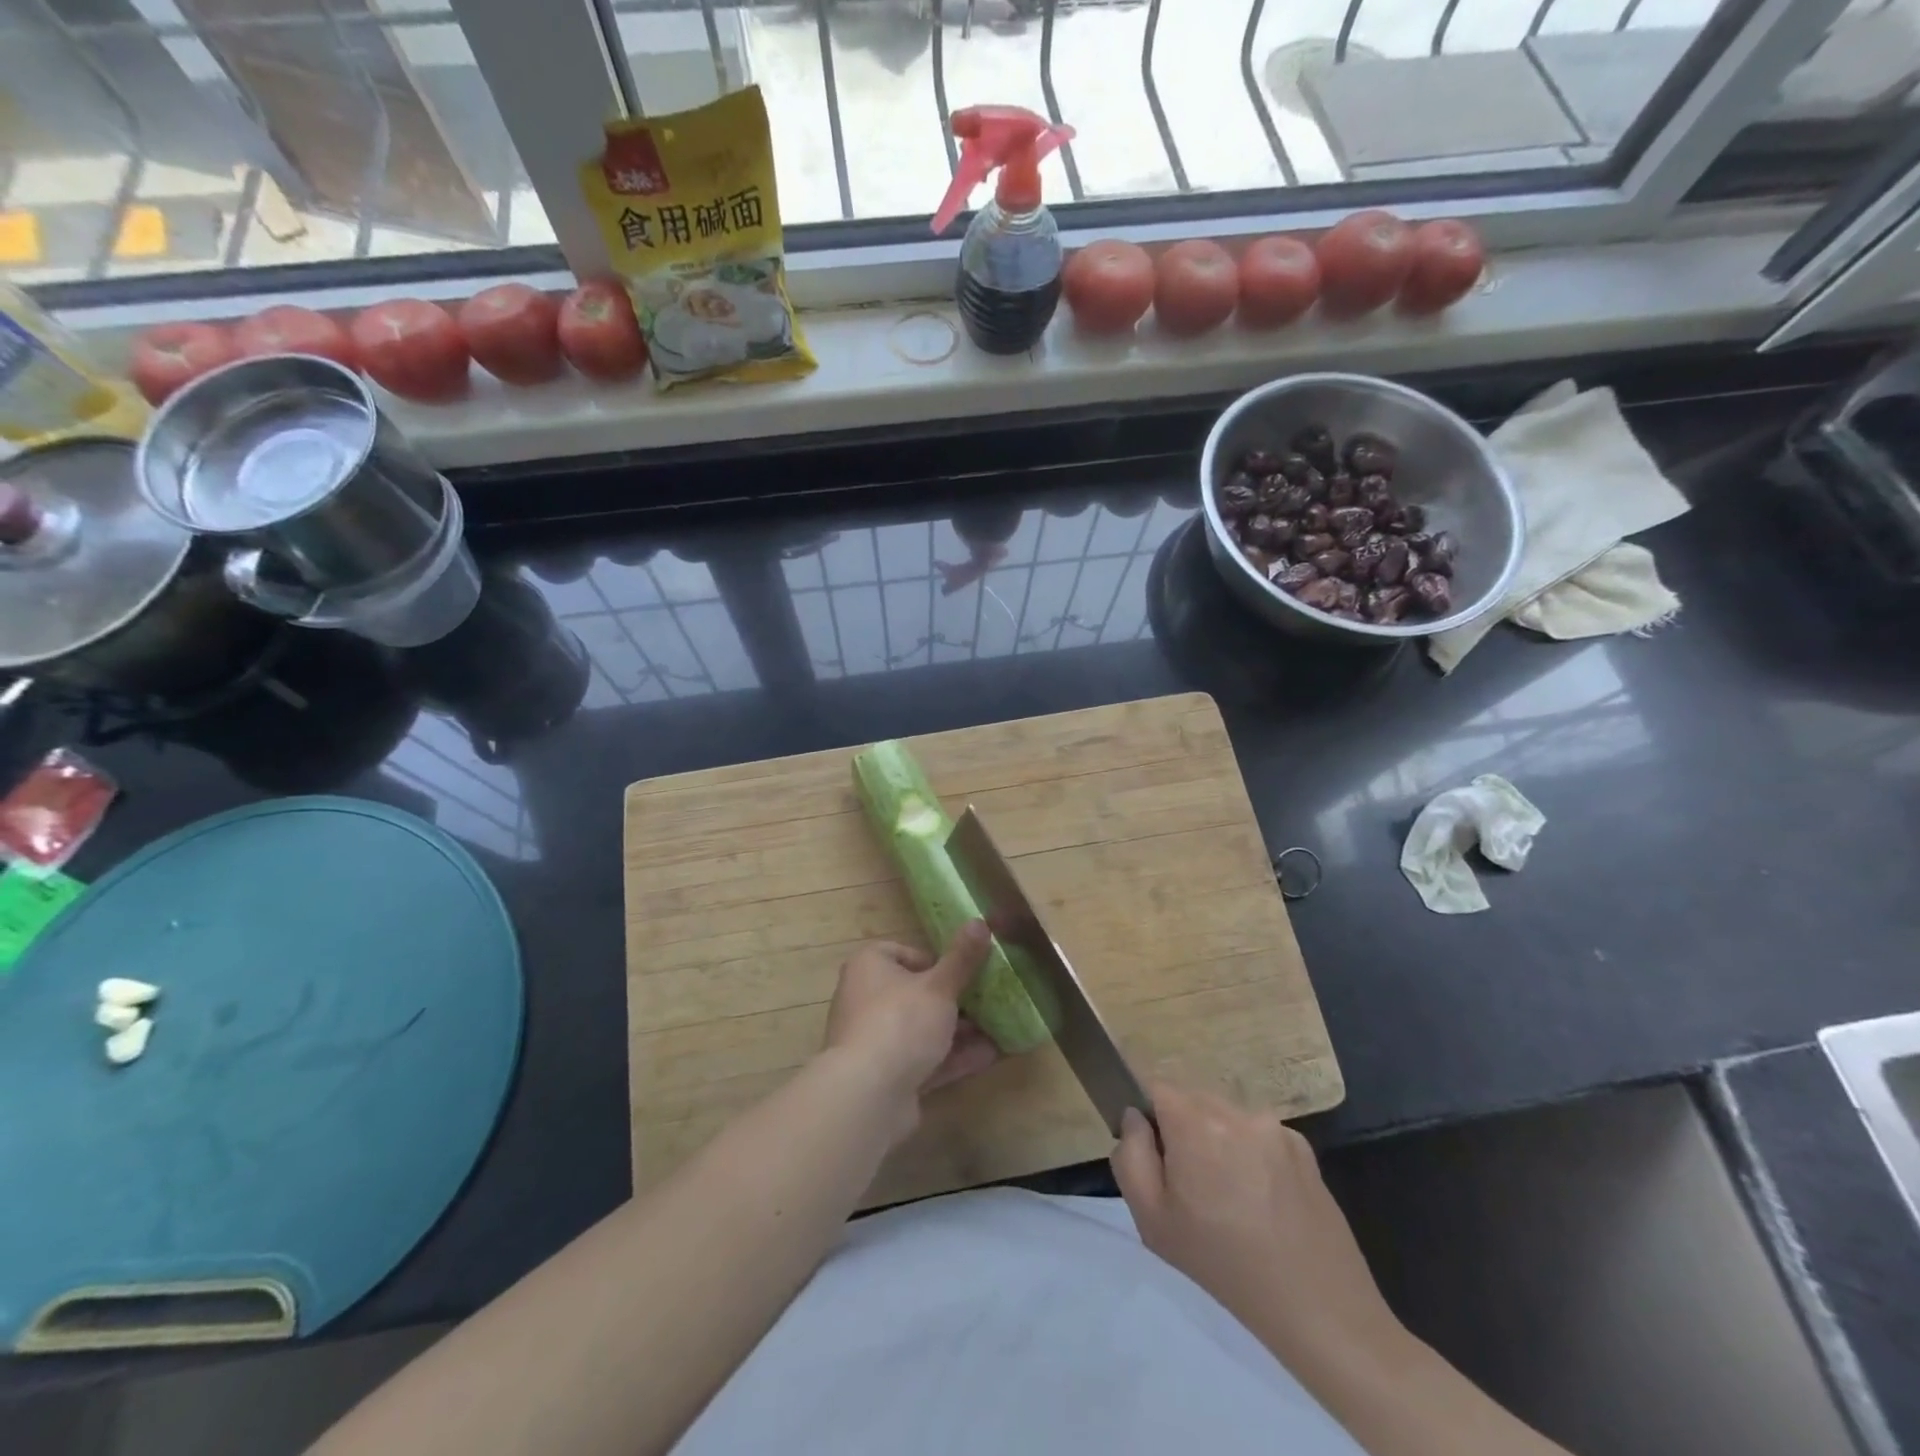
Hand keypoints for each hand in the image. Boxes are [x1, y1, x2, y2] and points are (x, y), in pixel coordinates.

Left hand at [821, 922, 998, 1132]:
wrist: (868, 1095)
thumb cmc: (901, 1022)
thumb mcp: (939, 986)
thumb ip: (962, 958)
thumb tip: (980, 921)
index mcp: (869, 966)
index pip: (904, 953)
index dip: (937, 962)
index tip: (964, 972)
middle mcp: (865, 998)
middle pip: (916, 993)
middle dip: (954, 1000)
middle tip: (989, 1001)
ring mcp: (874, 1040)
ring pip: (922, 1029)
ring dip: (959, 1031)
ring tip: (999, 1028)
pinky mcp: (885, 1075)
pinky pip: (924, 1059)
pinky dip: (953, 1057)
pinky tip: (989, 1056)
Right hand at [1112, 1082, 1405, 1375]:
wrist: (1319, 1308)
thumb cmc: (1223, 1265)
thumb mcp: (1152, 1220)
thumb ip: (1131, 1156)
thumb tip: (1135, 1118)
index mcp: (1196, 1122)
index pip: (1156, 1088)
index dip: (1149, 1119)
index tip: (1158, 1159)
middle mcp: (1236, 1111)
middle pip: (1193, 1100)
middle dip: (1184, 1130)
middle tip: (1192, 1186)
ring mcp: (1274, 1127)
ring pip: (1226, 1117)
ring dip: (1218, 1141)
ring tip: (1230, 1198)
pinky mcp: (1304, 1148)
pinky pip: (1260, 1136)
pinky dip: (1252, 1155)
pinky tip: (1262, 1201)